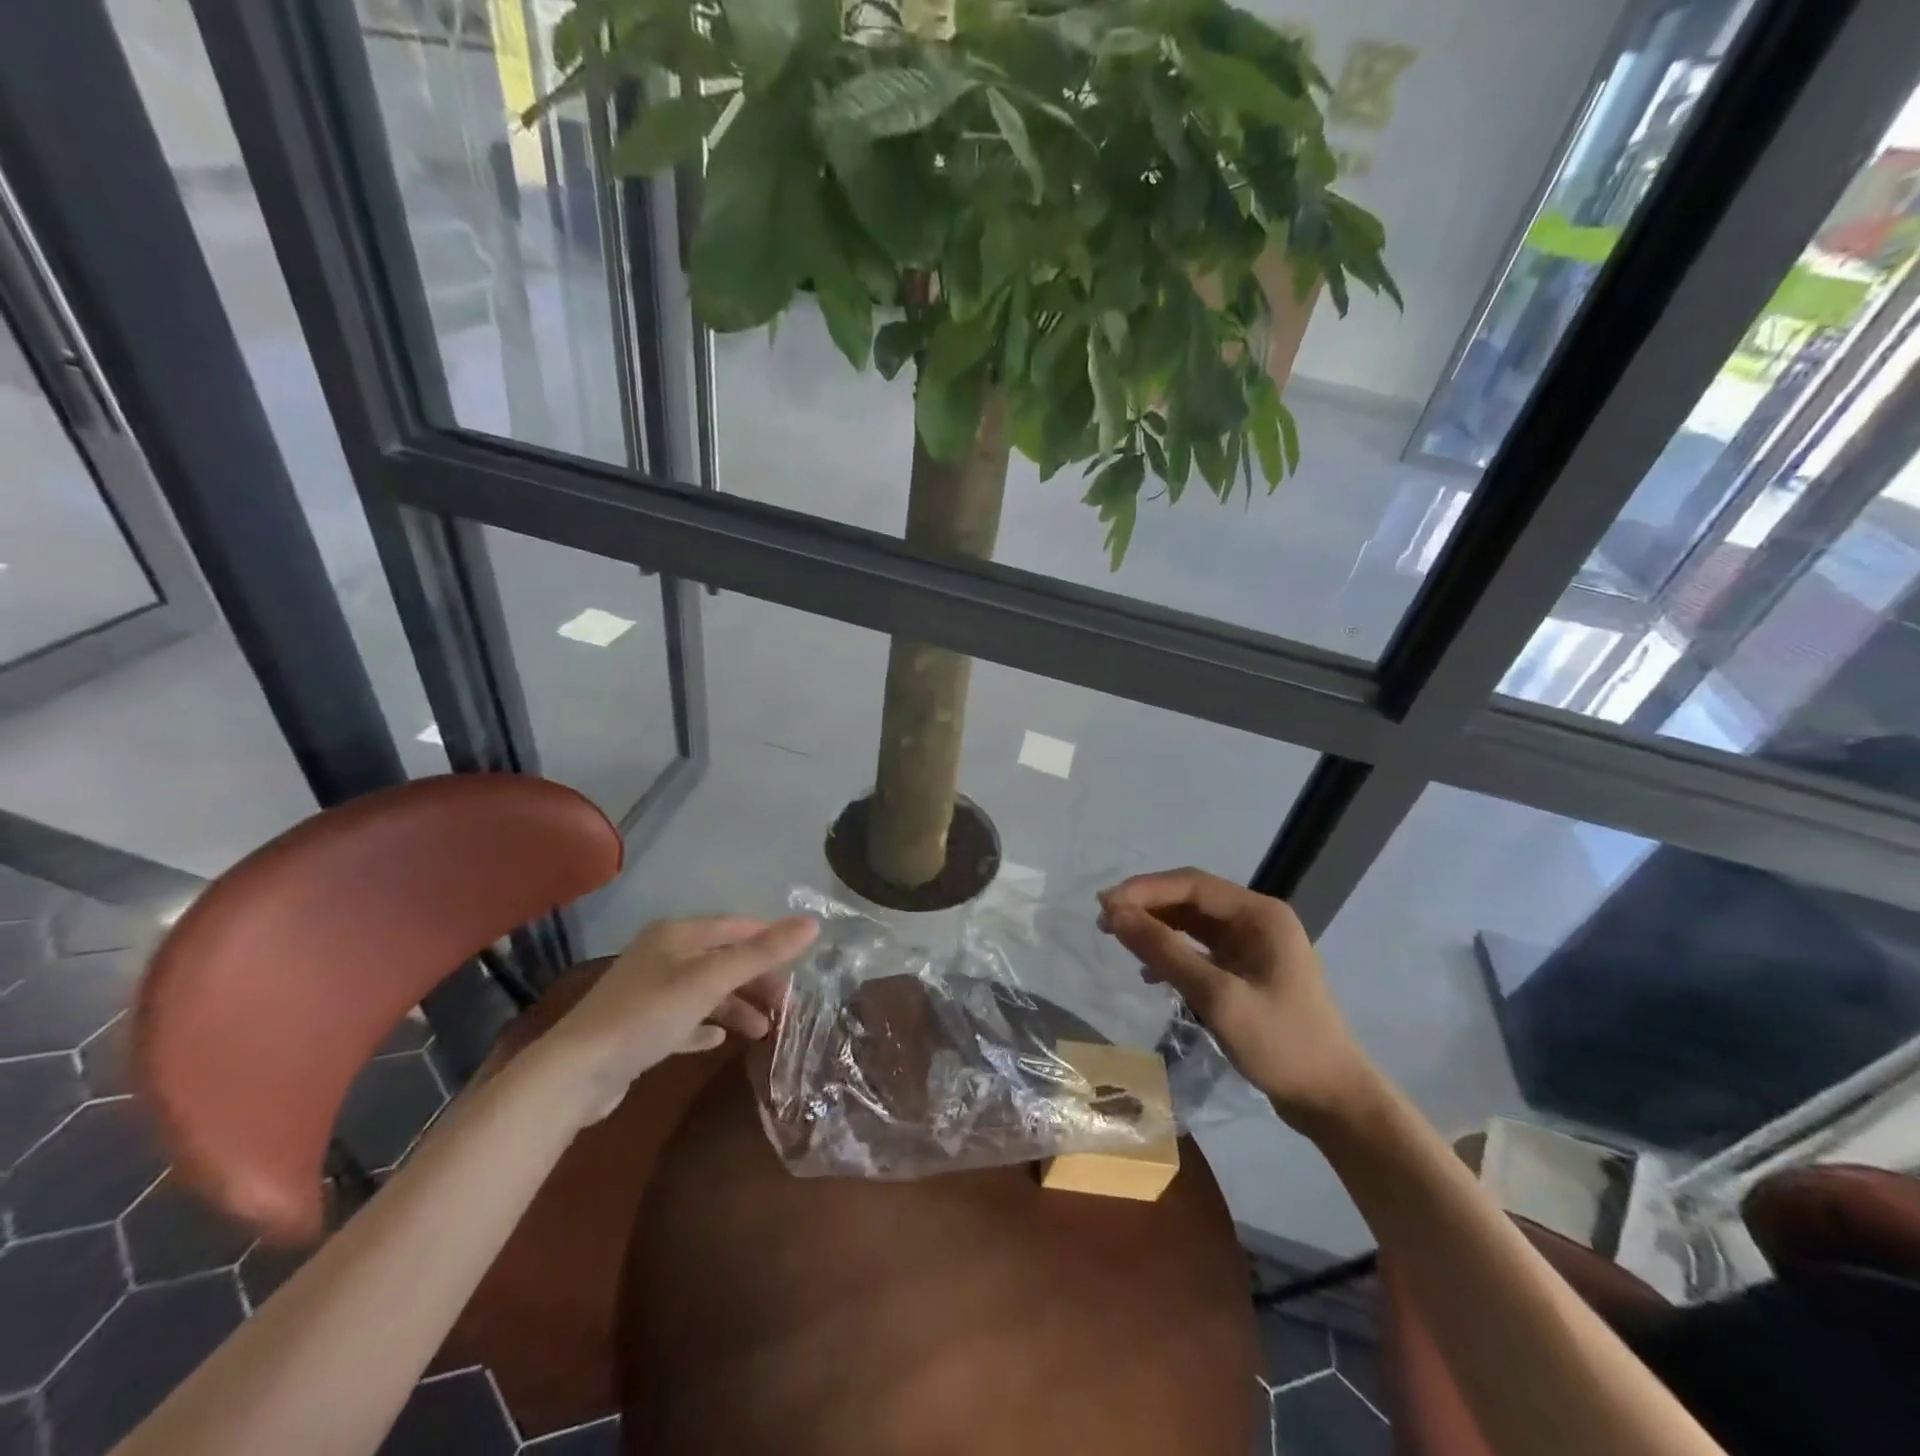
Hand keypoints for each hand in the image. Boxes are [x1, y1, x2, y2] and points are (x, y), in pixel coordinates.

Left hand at [534, 914, 818, 1124]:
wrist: (575, 1073)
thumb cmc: (648, 1015)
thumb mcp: (711, 980)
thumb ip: (762, 952)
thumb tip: (813, 923)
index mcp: (678, 934)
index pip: (736, 926)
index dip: (770, 940)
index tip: (802, 964)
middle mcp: (663, 954)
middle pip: (723, 959)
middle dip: (756, 979)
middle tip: (787, 1005)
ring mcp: (649, 990)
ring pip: (706, 991)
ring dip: (736, 1006)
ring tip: (763, 1031)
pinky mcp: (639, 1026)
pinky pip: (684, 1019)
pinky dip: (706, 1026)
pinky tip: (719, 1041)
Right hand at [1098, 869, 1379, 1131]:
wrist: (1334, 1100)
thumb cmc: (1281, 1044)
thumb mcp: (1217, 997)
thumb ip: (1165, 952)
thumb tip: (1115, 914)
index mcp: (1260, 914)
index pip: (1191, 884)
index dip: (1144, 890)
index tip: (1105, 905)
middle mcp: (1257, 920)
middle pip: (1191, 898)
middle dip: (1147, 906)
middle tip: (1104, 921)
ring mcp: (1254, 946)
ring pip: (1193, 923)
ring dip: (1156, 928)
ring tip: (1118, 939)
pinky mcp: (1247, 971)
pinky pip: (1201, 948)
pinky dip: (1173, 953)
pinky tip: (1150, 973)